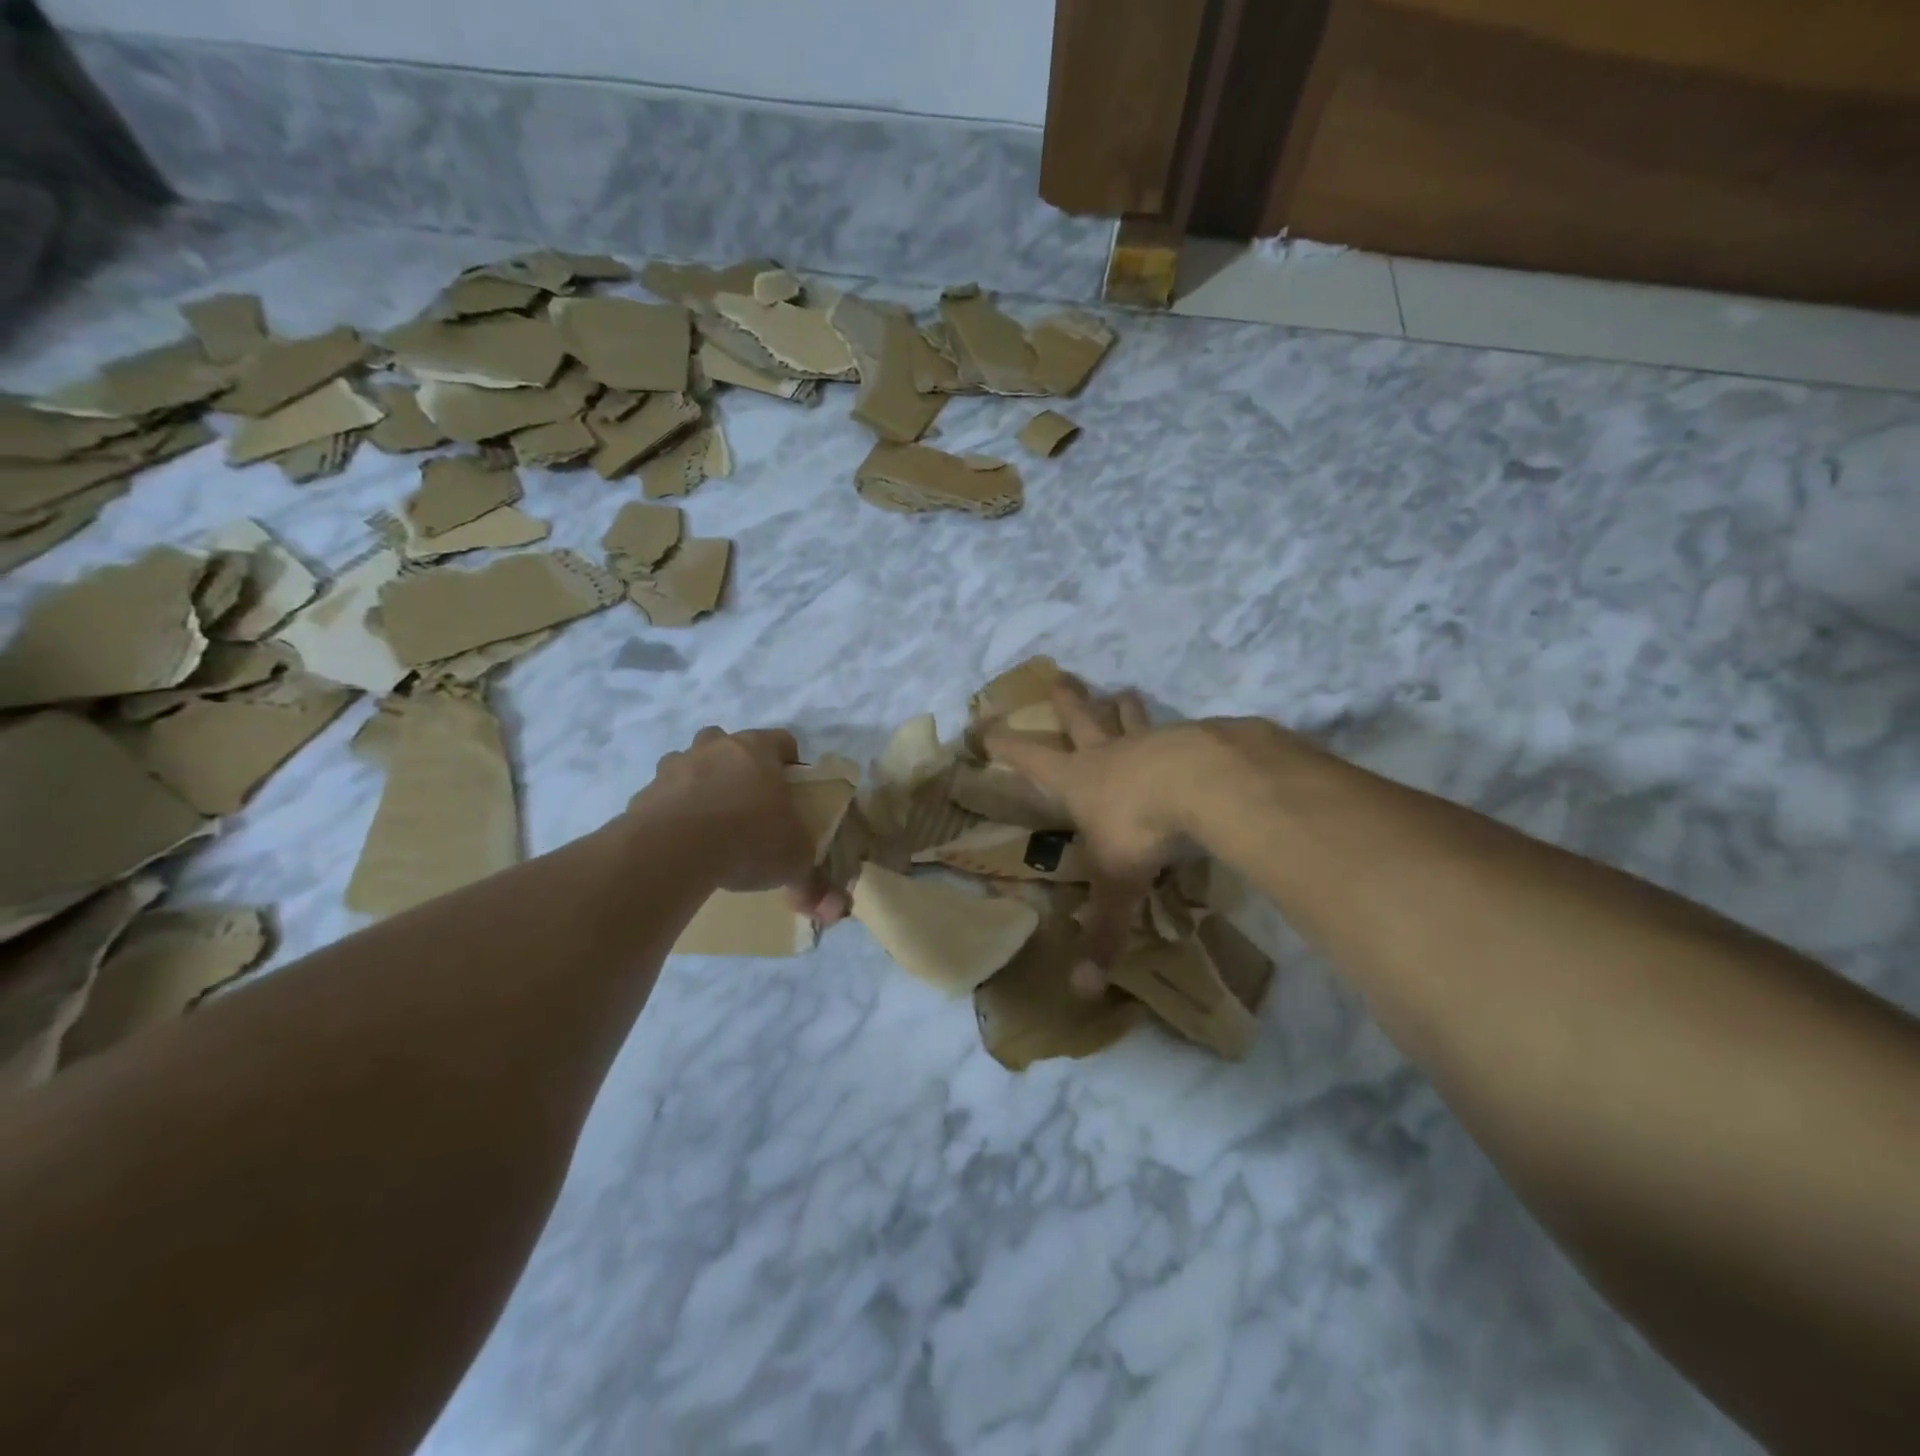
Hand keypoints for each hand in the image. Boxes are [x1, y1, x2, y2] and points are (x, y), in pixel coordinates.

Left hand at [635, 727, 844, 923]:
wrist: (672, 850)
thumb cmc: (748, 838)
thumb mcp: (793, 863)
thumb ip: (812, 882)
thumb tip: (835, 910)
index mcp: (756, 751)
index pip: (781, 740)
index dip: (789, 761)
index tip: (792, 787)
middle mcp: (714, 749)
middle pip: (728, 743)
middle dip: (737, 765)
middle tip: (748, 800)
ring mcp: (674, 768)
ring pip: (689, 764)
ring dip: (699, 784)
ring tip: (710, 823)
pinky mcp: (643, 794)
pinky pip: (662, 798)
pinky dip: (671, 813)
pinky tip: (680, 843)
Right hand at [984, 682, 1207, 991]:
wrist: (1203, 783)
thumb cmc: (1141, 828)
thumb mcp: (1118, 882)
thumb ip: (1103, 933)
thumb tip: (1082, 991)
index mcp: (1078, 781)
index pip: (1030, 759)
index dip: (1006, 746)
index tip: (985, 725)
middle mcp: (1108, 753)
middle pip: (1079, 717)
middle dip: (1065, 699)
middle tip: (1057, 676)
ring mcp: (1150, 741)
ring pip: (1129, 716)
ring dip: (1121, 705)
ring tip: (1121, 690)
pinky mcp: (1191, 738)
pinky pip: (1180, 731)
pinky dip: (1179, 730)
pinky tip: (1194, 734)